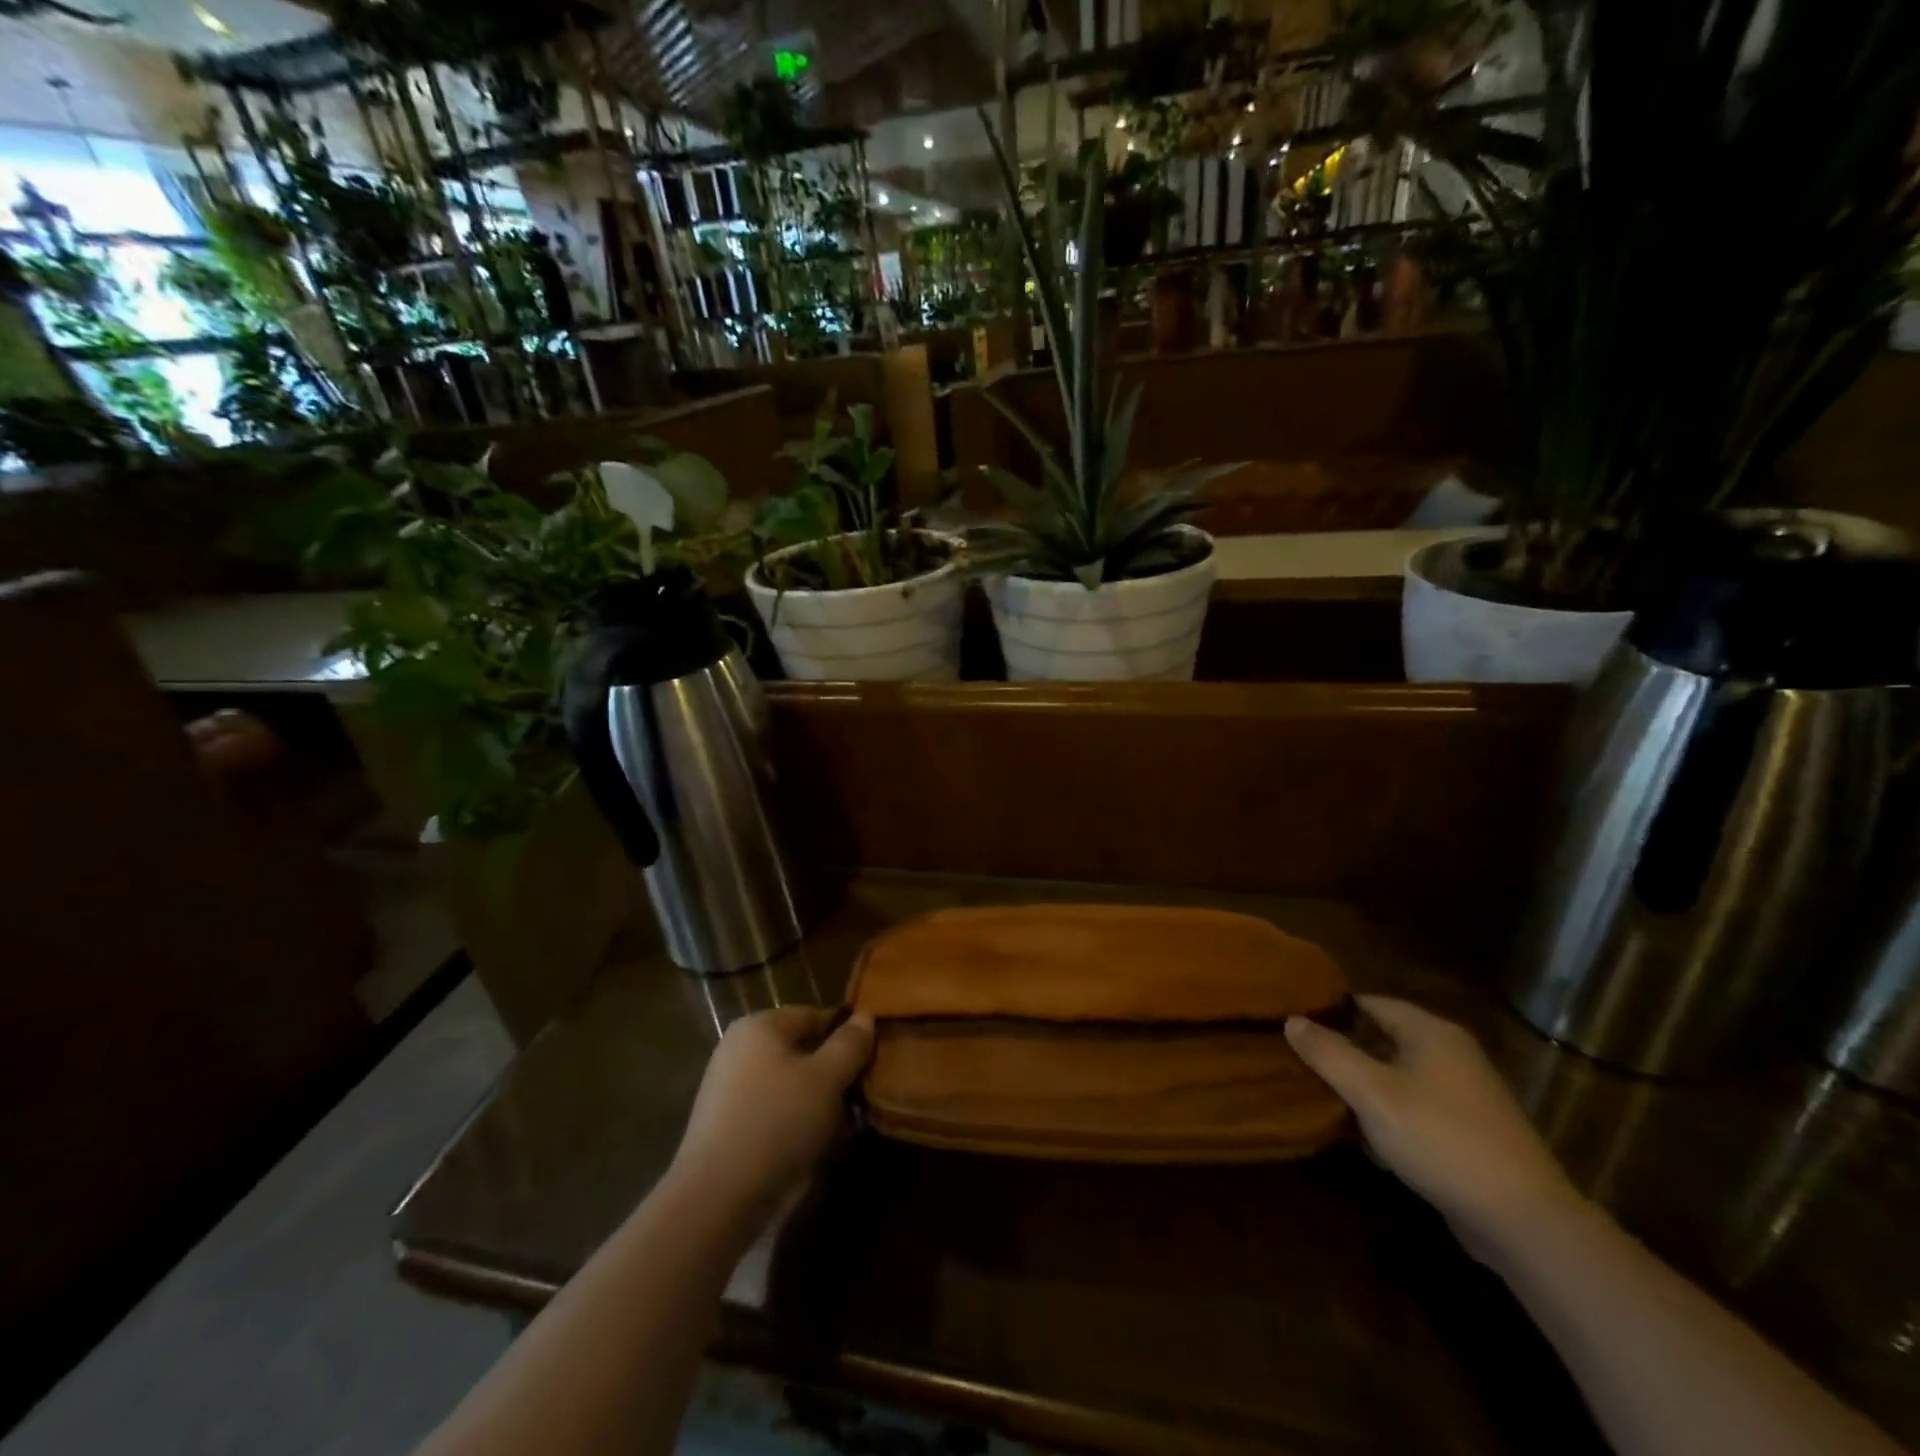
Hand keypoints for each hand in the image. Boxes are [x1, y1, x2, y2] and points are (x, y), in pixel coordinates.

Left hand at [668, 1006, 874, 1222]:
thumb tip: (865, 1016)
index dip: (847, 1036)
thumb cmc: (777, 1122)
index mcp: (760, 1025)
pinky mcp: (725, 1125)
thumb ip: (850, 1044)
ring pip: (789, 1084)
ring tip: (841, 1129)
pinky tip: (813, 1147)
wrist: (716, 1198)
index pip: (815, 1016)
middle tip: (859, 1099)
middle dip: (833, 1074)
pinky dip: (794, 1123)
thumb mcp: (827, 1078)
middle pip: (802, 1051)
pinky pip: (772, 1111)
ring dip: (817, 1102)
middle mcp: (739, 1048)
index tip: (871, 1063)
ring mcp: (728, 1087)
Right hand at [1285, 996, 1583, 1253]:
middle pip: (1383, 1039)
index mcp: (1431, 1032)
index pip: (1370, 1002)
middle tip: (1299, 1059)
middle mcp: (1452, 1054)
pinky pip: (1416, 1110)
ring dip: (1364, 1086)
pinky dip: (1389, 1116)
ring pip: (1398, 1077)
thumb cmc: (1440, 1138)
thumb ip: (1328, 1053)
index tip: (1293, 1020)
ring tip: (1321, 1096)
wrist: (1524, 1221)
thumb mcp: (1371, 1092)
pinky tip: (1365, 1138)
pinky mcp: (1470, 1134)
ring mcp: (1465, 1096)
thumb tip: (1292, 1019)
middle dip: (1343, 1049)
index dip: (1330, 1009)